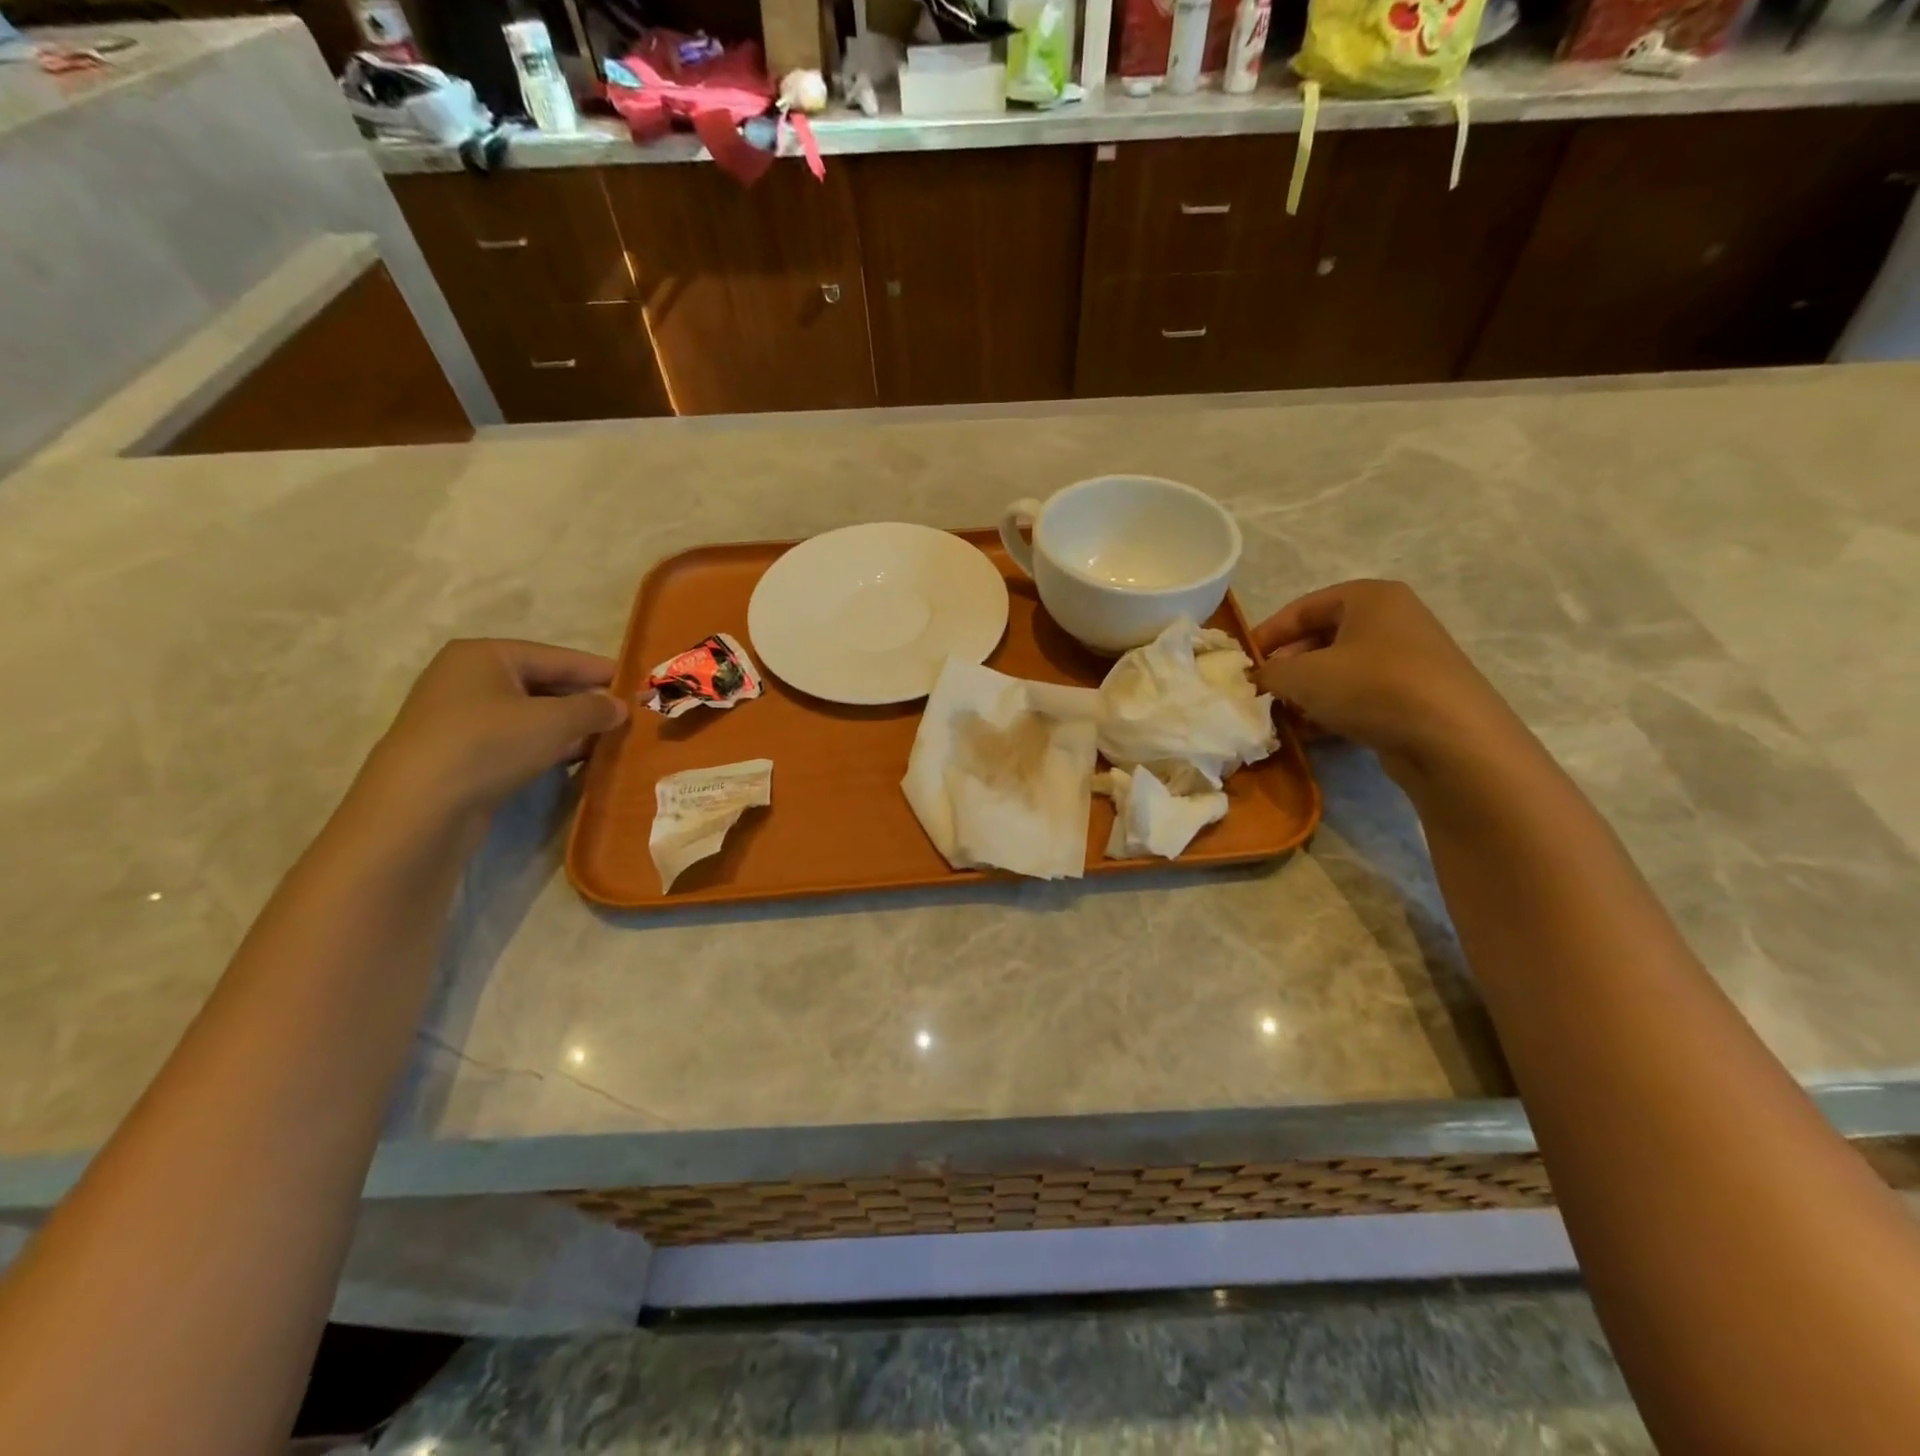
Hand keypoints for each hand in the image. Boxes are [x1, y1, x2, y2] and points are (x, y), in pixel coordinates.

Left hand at [358, 639, 628, 818]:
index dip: (601, 671)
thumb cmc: (488, 746)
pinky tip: (577, 758)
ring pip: (531, 715)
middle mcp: (468, 678)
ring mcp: (460, 717)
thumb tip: (620, 706)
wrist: (418, 809)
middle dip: (586, 701)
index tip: (638, 684)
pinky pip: (516, 739)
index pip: (558, 657)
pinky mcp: (460, 753)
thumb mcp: (554, 722)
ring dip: (570, 727)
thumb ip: (594, 708)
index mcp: (485, 655)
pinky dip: (547, 745)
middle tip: (627, 716)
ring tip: (610, 739)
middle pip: (544, 684)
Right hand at [1251, 580, 1521, 782]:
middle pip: (1322, 639)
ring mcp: (1408, 659)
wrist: (1451, 739)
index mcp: (1369, 598)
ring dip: (1307, 693)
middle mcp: (1393, 620)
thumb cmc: (1371, 687)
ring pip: (1340, 670)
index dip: (1267, 634)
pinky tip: (1313, 733)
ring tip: (1283, 716)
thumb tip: (1256, 678)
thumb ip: (1269, 672)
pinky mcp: (1416, 695)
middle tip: (1262, 692)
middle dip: (1287, 667)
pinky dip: (1334, 709)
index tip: (1242, 662)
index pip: (1302, 608)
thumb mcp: (1303, 675)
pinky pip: (1361, 695)